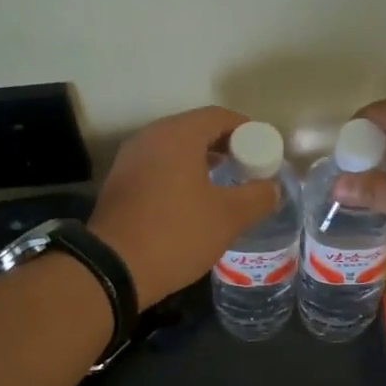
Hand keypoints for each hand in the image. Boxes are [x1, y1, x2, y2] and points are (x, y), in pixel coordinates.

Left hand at [90, 107, 278, 303]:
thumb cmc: (176, 234)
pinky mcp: (119, 183)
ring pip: (175, 149)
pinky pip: (158, 167)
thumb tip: (272, 188)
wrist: (113, 268)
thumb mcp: (228, 218)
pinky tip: (193, 201)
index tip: (265, 151)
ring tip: (225, 185)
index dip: (248, 130)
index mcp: (177, 135)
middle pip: (195, 129)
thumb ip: (258, 197)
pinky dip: (180, 175)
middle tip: (248, 168)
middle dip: (226, 146)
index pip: (219, 116)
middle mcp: (150, 137)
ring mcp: (130, 159)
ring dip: (202, 161)